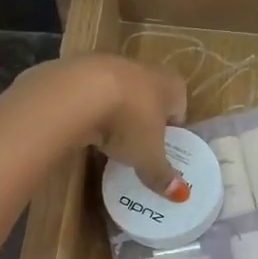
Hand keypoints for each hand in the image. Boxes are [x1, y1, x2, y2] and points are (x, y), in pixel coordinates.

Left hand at [26, 54, 187, 197]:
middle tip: (135, 148)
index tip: (162, 150)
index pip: (179, 107)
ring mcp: (110, 63)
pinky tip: (82, 127)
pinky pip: (90, 93)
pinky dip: (89, 108)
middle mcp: (145, 68)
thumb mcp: (148, 156)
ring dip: (115, 113)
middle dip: (143, 121)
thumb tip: (180, 195)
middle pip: (148, 97)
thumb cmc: (129, 122)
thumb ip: (162, 174)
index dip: (172, 131)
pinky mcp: (79, 68)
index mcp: (171, 85)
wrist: (77, 91)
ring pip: (118, 93)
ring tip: (106, 140)